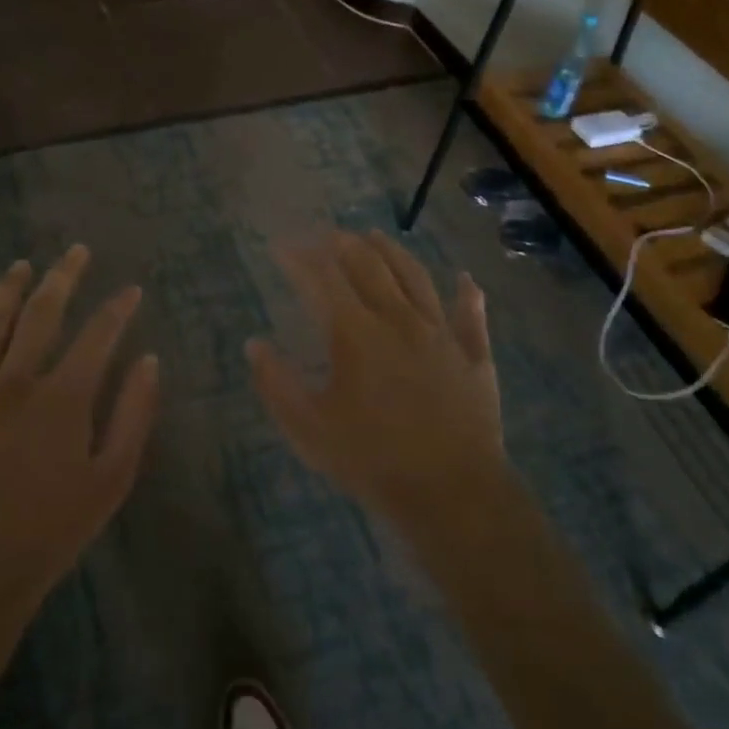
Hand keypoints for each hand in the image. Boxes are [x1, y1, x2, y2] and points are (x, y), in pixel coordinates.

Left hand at [0, 245, 158, 625]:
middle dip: (64, 277)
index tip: (131, 290)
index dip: (118, 308)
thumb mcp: (112, 479)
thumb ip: (134, 415)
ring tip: (21, 264)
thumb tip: (148, 360)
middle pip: (42, 313)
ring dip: (7, 290)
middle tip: (76, 252)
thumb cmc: (52, 532)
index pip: (98, 334)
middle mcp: (15, 382)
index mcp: (63, 397)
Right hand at [248, 230, 504, 527]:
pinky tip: (466, 280)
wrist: (453, 494)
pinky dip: (468, 295)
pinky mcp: (474, 357)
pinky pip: (471, 317)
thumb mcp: (309, 429)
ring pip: (416, 278)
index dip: (300, 258)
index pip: (322, 279)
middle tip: (326, 234)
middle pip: (370, 266)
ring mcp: (441, 334)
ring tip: (376, 236)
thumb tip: (254, 345)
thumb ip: (276, 383)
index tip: (282, 245)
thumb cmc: (372, 461)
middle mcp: (399, 319)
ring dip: (393, 252)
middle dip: (344, 244)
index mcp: (357, 333)